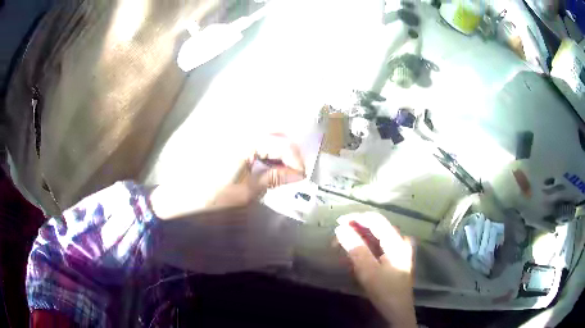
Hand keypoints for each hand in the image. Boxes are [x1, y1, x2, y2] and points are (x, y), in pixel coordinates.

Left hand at [150, 134, 304, 218]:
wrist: (181, 193)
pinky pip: (252, 136)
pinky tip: (263, 163)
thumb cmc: (211, 195)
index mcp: (245, 142)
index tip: (301, 175)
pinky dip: (263, 148)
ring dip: (276, 149)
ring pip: (265, 133)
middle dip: (288, 152)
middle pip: (275, 132)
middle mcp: (240, 130)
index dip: (296, 159)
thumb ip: (273, 178)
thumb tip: (296, 175)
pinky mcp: (226, 136)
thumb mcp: (246, 191)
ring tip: (280, 170)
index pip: (282, 143)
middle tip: (292, 172)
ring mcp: (232, 132)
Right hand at [335, 212, 416, 327]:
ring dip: (357, 241)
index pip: (375, 220)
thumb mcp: (368, 271)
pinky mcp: (393, 259)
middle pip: (375, 228)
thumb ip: (356, 248)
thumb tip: (340, 228)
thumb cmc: (385, 291)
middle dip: (354, 231)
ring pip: (374, 238)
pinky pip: (376, 247)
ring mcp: (398, 250)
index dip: (356, 218)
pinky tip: (352, 257)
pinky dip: (363, 249)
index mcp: (396, 241)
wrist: (398, 311)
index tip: (337, 223)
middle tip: (335, 241)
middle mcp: (399, 241)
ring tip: (340, 249)